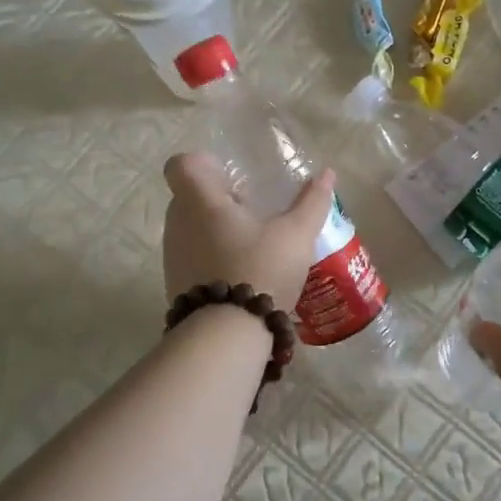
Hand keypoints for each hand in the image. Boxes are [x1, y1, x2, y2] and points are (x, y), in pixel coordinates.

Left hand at [161, 153, 333, 309]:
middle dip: (218, 199)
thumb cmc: (260, 270)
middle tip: (252, 211)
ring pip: (190, 229)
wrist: (226, 336)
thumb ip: (312, 202)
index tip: (230, 178)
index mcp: (201, 201)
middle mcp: (178, 223)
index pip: (181, 165)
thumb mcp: (296, 235)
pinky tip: (243, 274)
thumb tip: (327, 172)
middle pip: (189, 197)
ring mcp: (173, 256)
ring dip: (215, 230)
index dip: (203, 164)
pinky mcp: (176, 284)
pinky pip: (191, 258)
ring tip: (253, 246)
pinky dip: (212, 258)